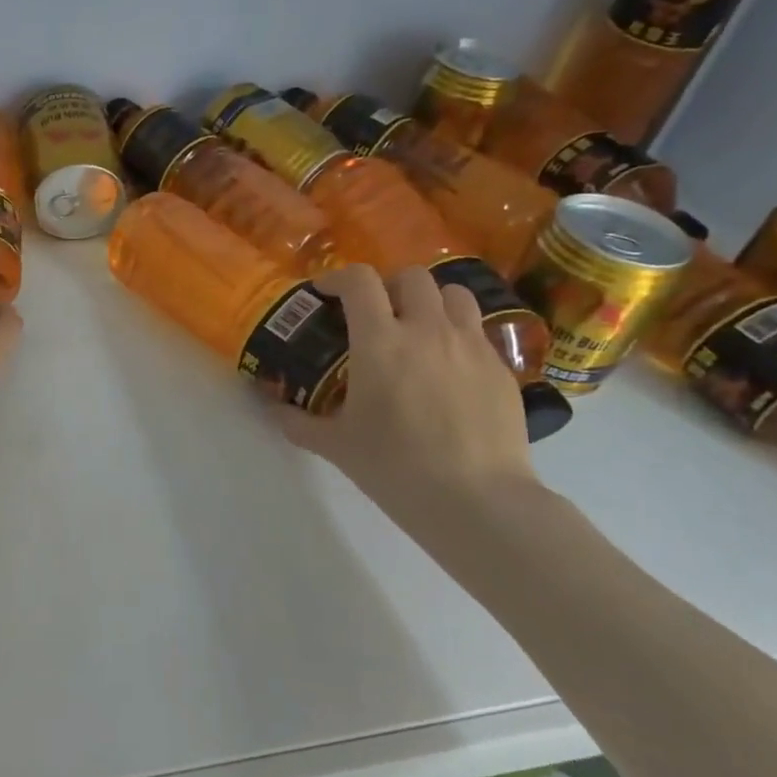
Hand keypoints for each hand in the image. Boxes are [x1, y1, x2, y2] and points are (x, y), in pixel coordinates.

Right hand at [272, 265, 537, 542]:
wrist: (477, 499)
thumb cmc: (395, 467)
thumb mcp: (335, 446)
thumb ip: (298, 421)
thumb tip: (274, 409)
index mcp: (379, 341)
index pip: (359, 281)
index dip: (338, 278)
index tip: (325, 293)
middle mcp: (427, 330)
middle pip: (411, 276)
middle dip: (388, 285)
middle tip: (376, 312)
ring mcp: (470, 345)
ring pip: (454, 293)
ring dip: (431, 300)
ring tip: (419, 327)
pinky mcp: (501, 367)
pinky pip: (478, 330)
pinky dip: (458, 333)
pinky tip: (449, 367)